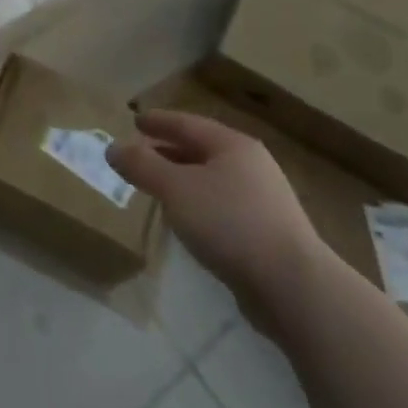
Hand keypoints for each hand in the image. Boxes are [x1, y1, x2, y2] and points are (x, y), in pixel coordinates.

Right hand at [108, 109, 325, 319]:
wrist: (293, 287)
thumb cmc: (230, 223)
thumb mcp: (176, 189)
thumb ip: (142, 166)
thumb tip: (113, 148)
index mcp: (232, 145)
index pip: (187, 123)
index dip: (159, 121)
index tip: (135, 120)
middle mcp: (252, 165)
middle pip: (202, 149)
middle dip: (170, 150)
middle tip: (142, 152)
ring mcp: (264, 200)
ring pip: (213, 179)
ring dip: (184, 179)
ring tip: (158, 187)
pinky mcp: (268, 233)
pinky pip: (223, 206)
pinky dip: (199, 203)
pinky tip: (187, 220)